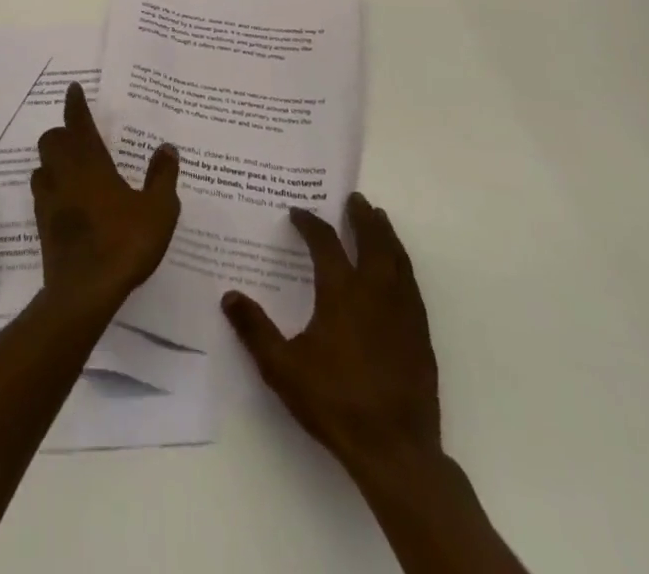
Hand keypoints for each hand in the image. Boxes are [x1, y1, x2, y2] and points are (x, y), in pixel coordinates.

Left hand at [32, 83, 180, 314]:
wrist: (84, 291)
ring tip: (72, 166)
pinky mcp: (42, 224)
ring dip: (53, 160)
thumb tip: (167, 147)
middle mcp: (64, 173)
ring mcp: (49, 199)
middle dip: (62, 133)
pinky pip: (41, 192)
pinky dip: (51, 186)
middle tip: (80, 137)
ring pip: (42, 165)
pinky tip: (67, 199)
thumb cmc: (124, 243)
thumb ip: (163, 177)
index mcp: (89, 162)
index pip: (77, 122)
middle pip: (52, 140)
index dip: (75, 104)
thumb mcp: (158, 210)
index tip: (73, 88)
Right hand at [222, 192, 439, 480]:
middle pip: (372, 241)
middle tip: (355, 199)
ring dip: (387, 235)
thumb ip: (255, 329)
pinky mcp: (420, 336)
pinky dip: (402, 265)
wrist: (396, 450)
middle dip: (362, 218)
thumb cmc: (335, 402)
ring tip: (380, 219)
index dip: (310, 224)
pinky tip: (398, 270)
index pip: (325, 244)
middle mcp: (374, 293)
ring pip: (397, 260)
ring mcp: (402, 313)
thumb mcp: (282, 367)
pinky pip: (412, 285)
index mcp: (341, 293)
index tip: (298, 212)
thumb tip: (229, 296)